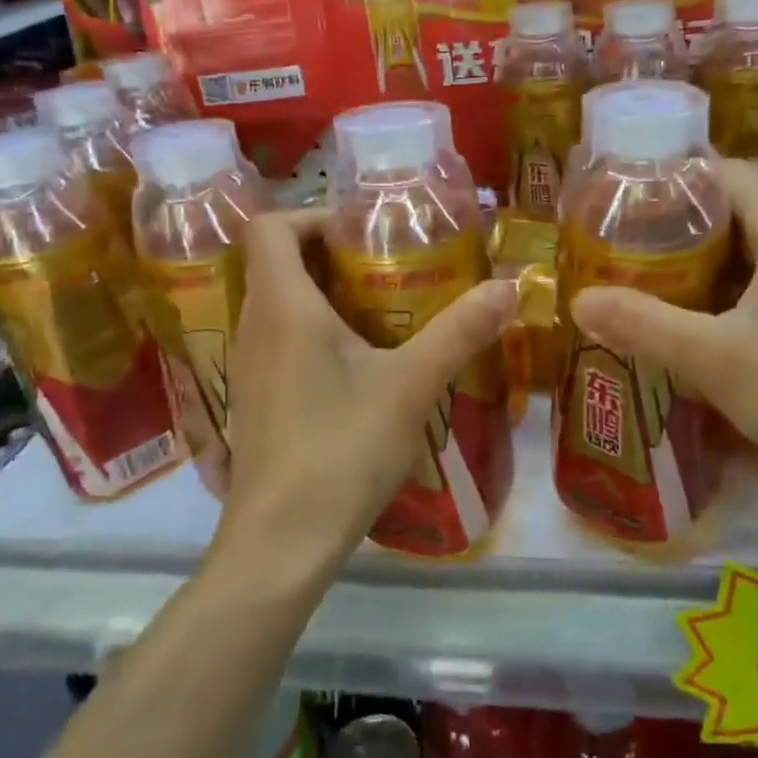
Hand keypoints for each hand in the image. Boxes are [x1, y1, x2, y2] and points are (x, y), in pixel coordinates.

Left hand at [215, 209, 517, 575]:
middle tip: (385, 264)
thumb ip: (460, 331)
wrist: (281, 543)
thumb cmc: (341, 450)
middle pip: (275, 261)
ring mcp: (246, 366)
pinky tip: (356, 364)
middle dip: (329, 253)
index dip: (312, 214)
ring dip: (321, 293)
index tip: (362, 231)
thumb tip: (510, 285)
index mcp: (282, 306)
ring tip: (379, 309)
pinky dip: (310, 330)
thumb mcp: (411, 386)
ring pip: (276, 303)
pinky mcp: (253, 399)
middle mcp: (254, 326)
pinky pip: (276, 339)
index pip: (270, 226)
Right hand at [568, 159, 757, 505]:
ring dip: (703, 246)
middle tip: (626, 230)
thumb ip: (644, 325)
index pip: (730, 171)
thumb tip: (578, 300)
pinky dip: (724, 277)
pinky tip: (692, 308)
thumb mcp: (716, 360)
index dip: (679, 172)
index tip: (625, 190)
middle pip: (740, 201)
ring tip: (646, 263)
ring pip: (752, 240)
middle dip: (683, 210)